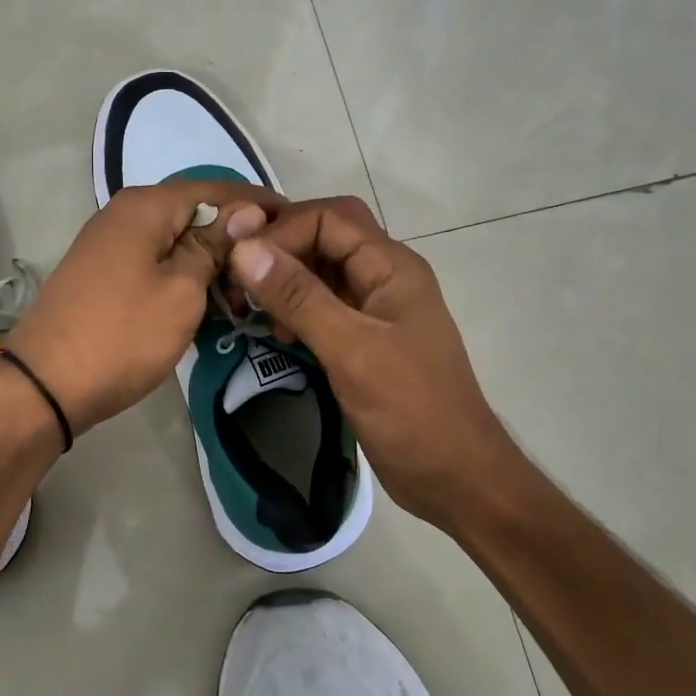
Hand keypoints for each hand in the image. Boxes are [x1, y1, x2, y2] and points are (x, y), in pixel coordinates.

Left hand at [6, 179, 284, 434]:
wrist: (45, 385)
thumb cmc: (123, 335)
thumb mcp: (182, 291)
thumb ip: (214, 246)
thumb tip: (246, 212)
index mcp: (146, 206)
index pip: (216, 190)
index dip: (257, 204)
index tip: (295, 221)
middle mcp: (125, 213)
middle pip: (195, 214)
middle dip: (235, 240)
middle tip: (273, 271)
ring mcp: (111, 244)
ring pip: (176, 242)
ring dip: (211, 264)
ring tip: (243, 296)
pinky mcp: (105, 273)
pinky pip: (156, 263)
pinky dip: (184, 278)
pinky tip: (207, 304)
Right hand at [227, 196, 513, 529]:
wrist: (456, 478)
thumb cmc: (411, 411)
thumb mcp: (351, 351)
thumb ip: (299, 298)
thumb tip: (244, 249)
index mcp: (391, 267)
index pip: (329, 218)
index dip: (282, 232)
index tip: (240, 265)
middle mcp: (383, 277)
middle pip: (325, 237)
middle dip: (281, 250)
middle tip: (239, 278)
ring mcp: (375, 308)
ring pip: (321, 271)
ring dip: (284, 281)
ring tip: (254, 309)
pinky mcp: (364, 338)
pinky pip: (322, 305)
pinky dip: (295, 310)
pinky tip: (277, 332)